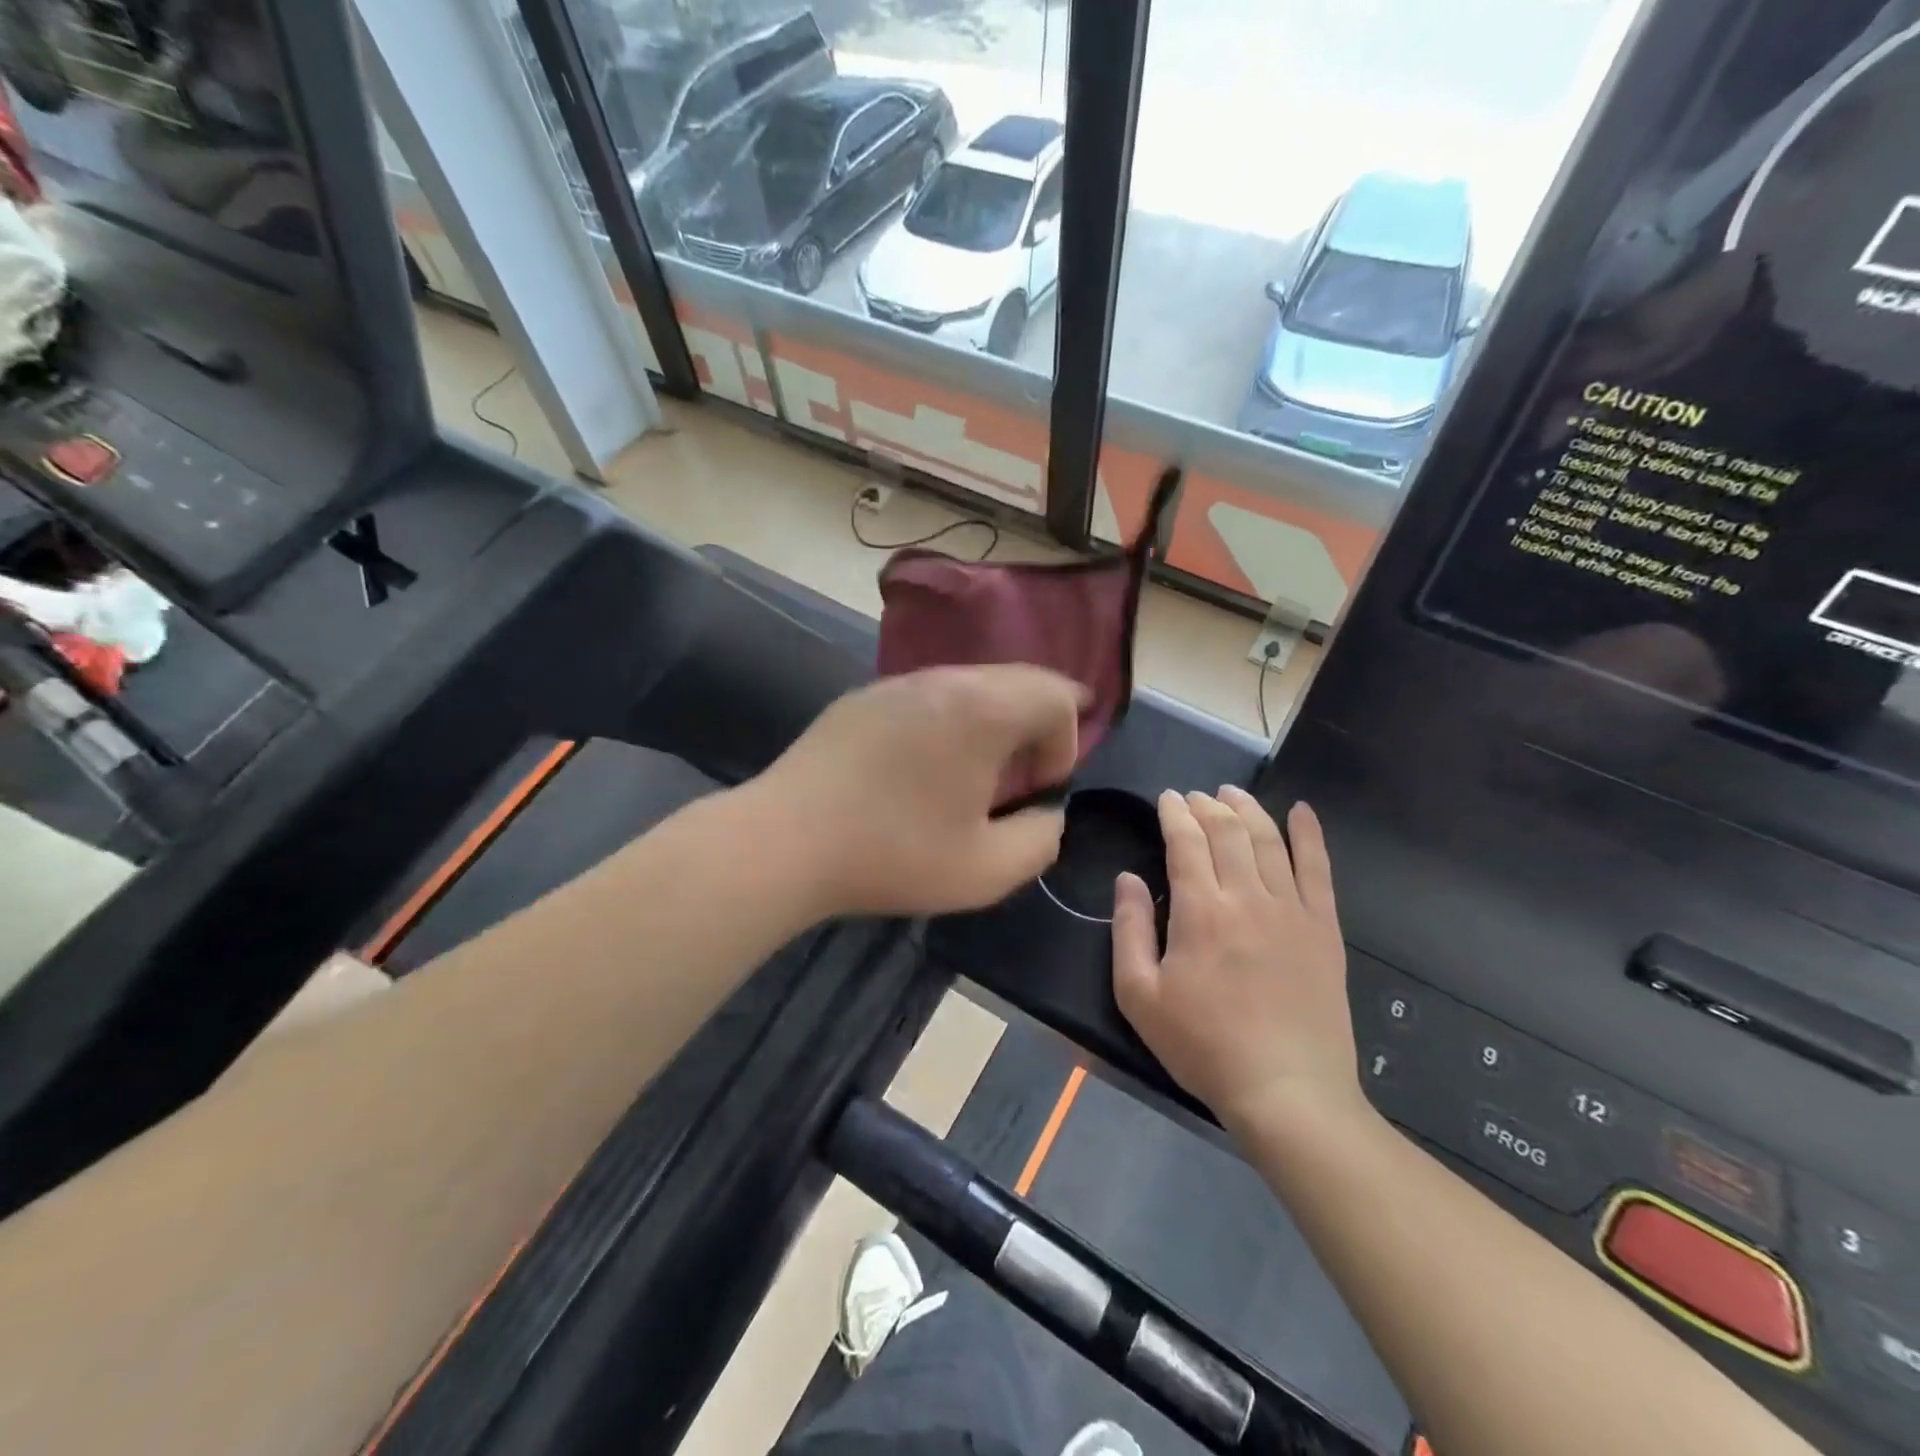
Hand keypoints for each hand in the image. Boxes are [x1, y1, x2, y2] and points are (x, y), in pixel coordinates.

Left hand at [753, 664, 1082, 916]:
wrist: (784, 842)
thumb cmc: (894, 854)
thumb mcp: (988, 871)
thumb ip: (1041, 839)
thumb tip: (1045, 813)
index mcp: (983, 708)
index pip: (1056, 695)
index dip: (1065, 743)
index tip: (1037, 790)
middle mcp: (943, 679)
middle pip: (1017, 679)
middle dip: (1036, 726)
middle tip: (1019, 779)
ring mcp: (896, 682)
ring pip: (971, 684)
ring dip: (991, 722)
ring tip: (972, 775)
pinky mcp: (861, 697)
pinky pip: (928, 696)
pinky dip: (948, 721)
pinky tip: (921, 769)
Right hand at [1112, 788, 1362, 1132]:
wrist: (1287, 1091)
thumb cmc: (1203, 1046)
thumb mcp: (1139, 995)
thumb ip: (1129, 929)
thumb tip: (1128, 879)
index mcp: (1201, 911)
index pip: (1186, 842)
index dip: (1174, 814)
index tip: (1166, 799)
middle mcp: (1247, 897)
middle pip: (1227, 832)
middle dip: (1207, 806)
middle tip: (1194, 796)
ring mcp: (1292, 910)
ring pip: (1269, 841)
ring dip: (1248, 810)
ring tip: (1232, 794)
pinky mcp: (1324, 928)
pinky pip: (1318, 869)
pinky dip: (1310, 835)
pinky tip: (1302, 811)